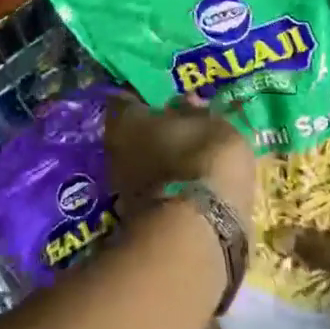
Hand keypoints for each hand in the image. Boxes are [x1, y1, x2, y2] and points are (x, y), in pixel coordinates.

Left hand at [105, 95, 256, 235]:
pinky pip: (152, 188)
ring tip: (188, 158)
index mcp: (126, 118)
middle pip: (132, 132)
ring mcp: (121, 185)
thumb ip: (197, 112)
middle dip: (153, 130)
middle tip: (180, 127)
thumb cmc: (203, 159)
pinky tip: (187, 184)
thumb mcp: (214, 125)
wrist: (197, 231)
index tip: (166, 98)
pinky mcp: (134, 216)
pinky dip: (166, 184)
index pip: (128, 98)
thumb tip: (186, 101)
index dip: (146, 97)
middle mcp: (114, 149)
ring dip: (159, 159)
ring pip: (140, 162)